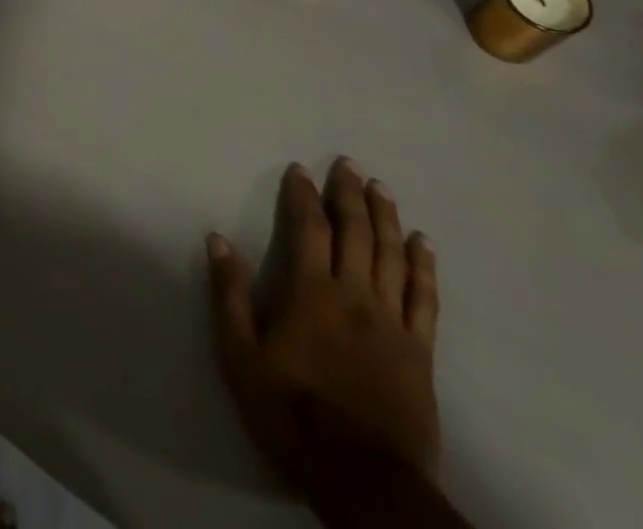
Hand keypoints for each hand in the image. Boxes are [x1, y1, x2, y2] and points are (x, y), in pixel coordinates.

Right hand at [207, 159, 440, 489]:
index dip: (304, 195)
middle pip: (355, 233)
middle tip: (349, 163)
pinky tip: (423, 243)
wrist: (363, 479)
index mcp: (312, 292)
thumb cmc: (292, 413)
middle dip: (350, 194)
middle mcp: (355, 295)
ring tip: (381, 187)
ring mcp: (391, 323)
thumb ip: (230, 295)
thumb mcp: (242, 357)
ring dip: (386, 217)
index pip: (309, 228)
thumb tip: (217, 239)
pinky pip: (425, 300)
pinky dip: (424, 267)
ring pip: (392, 257)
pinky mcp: (419, 352)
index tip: (300, 169)